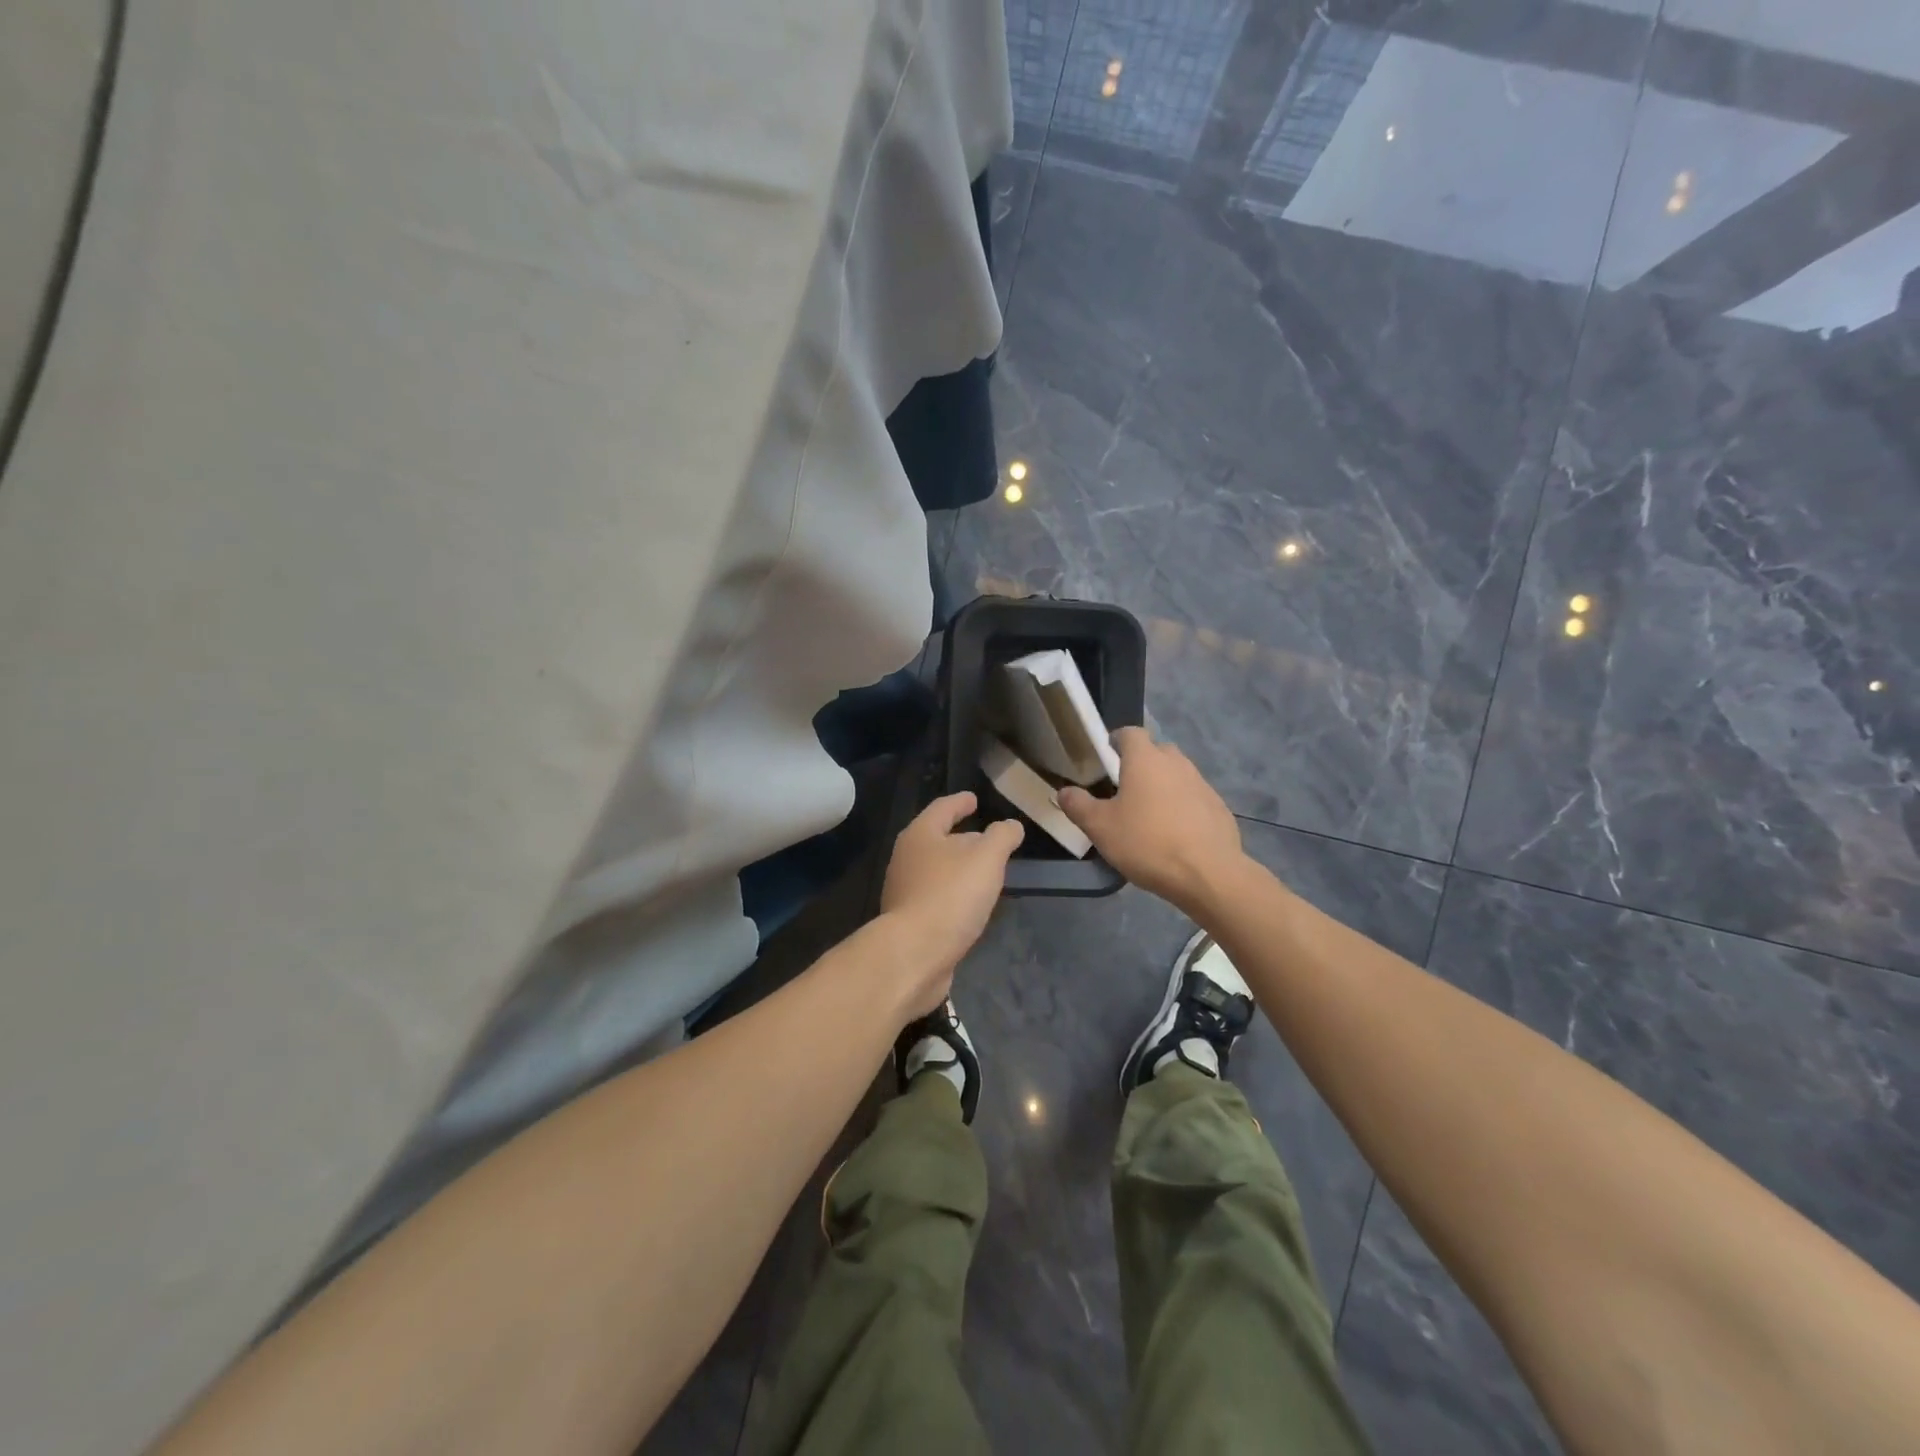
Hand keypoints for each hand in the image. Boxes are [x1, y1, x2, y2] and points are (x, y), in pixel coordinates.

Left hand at [880, 793, 1023, 1012]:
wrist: (915, 954)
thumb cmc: (951, 895)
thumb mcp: (987, 858)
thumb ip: (1002, 837)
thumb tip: (1010, 826)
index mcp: (920, 835)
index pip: (943, 808)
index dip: (960, 802)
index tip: (974, 799)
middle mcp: (906, 859)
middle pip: (937, 839)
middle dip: (963, 838)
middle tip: (988, 840)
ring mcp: (904, 891)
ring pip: (937, 870)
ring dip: (959, 869)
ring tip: (985, 873)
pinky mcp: (909, 921)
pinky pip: (936, 898)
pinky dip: (954, 895)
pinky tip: (970, 906)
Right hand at [1058, 728, 1243, 915]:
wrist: (1208, 874)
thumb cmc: (1147, 843)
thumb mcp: (1100, 827)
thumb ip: (1078, 805)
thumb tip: (1064, 791)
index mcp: (1145, 760)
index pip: (1130, 733)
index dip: (1116, 741)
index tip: (1105, 758)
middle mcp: (1176, 763)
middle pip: (1156, 751)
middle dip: (1141, 763)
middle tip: (1124, 789)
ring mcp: (1202, 784)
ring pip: (1177, 775)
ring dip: (1163, 786)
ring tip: (1149, 815)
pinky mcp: (1218, 808)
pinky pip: (1194, 798)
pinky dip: (1182, 807)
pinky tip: (1175, 834)